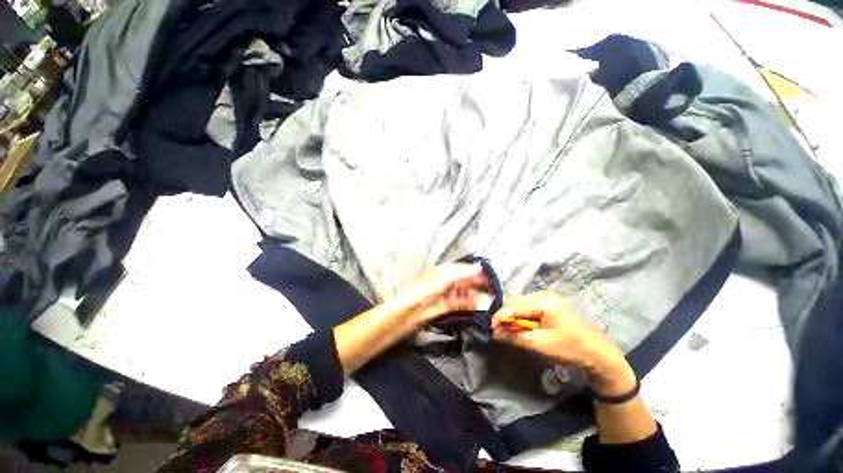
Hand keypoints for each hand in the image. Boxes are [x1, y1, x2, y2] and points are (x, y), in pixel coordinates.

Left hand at [392, 263, 489, 324]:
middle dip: (477, 284)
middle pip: (466, 281)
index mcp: (446, 271)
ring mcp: (447, 294)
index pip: (464, 269)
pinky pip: (461, 304)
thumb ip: (464, 273)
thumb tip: (479, 266)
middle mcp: (447, 281)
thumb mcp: (446, 277)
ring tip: (487, 300)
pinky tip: (477, 307)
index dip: (476, 272)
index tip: (489, 276)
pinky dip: (469, 304)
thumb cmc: (428, 289)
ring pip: (465, 293)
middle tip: (492, 289)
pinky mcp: (447, 306)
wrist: (413, 310)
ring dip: (475, 296)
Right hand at [491, 291, 634, 395]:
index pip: (514, 306)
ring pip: (520, 306)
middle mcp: (543, 295)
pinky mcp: (547, 306)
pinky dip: (520, 319)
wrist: (597, 354)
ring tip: (504, 330)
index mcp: (544, 301)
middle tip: (496, 331)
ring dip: (511, 318)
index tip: (490, 328)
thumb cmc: (571, 348)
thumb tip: (494, 333)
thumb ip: (516, 336)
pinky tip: (517, 327)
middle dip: (505, 317)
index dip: (500, 316)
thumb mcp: (541, 344)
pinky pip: (527, 309)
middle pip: (516, 303)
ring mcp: (545, 299)